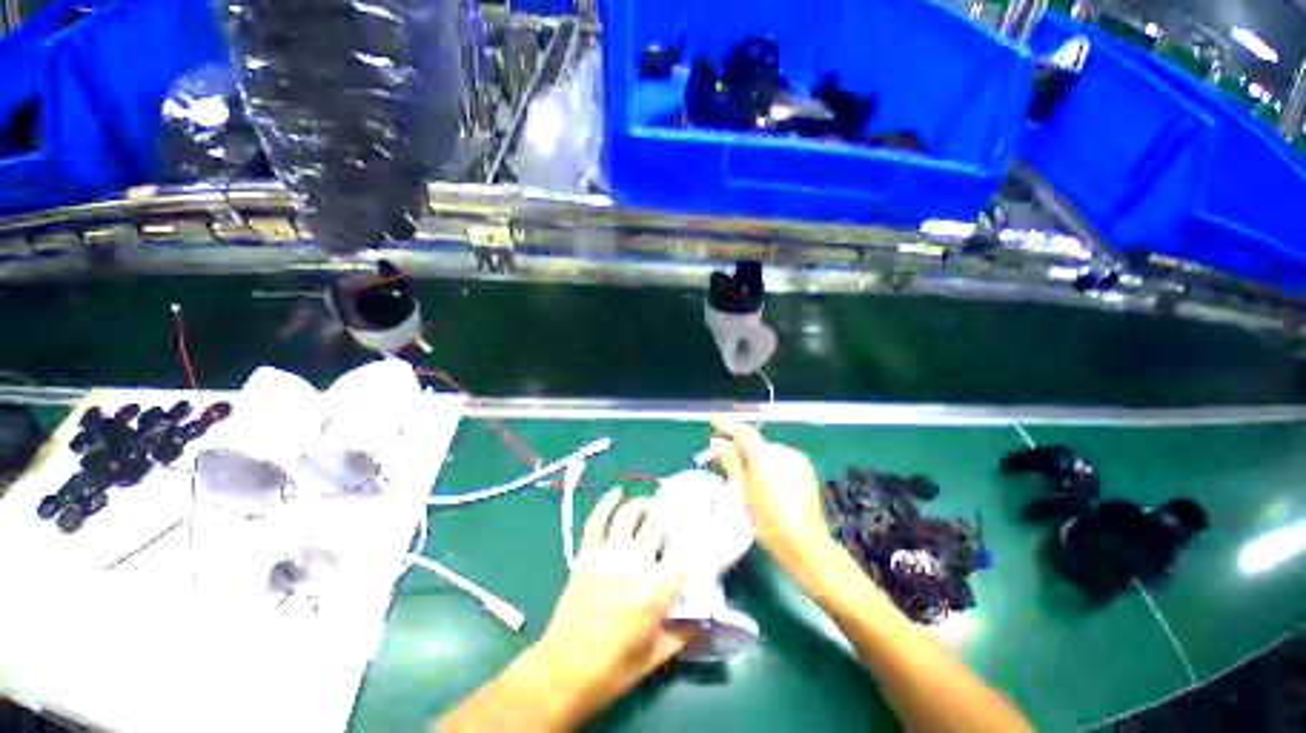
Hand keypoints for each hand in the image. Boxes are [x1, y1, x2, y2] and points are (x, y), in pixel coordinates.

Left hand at [439, 488, 692, 732]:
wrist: (564, 671)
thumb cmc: (613, 669)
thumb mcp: (655, 657)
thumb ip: (683, 633)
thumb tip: (704, 616)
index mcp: (654, 591)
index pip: (682, 556)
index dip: (691, 546)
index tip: (695, 541)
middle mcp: (633, 565)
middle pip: (656, 525)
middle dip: (666, 516)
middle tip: (671, 516)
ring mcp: (607, 555)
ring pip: (627, 515)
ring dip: (641, 505)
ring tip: (648, 504)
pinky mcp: (586, 555)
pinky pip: (596, 521)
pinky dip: (606, 503)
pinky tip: (616, 492)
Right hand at [709, 417, 833, 567]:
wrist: (805, 543)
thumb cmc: (767, 520)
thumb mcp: (742, 491)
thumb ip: (730, 462)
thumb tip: (718, 442)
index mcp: (764, 455)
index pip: (742, 431)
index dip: (726, 424)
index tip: (713, 419)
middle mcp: (782, 451)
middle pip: (755, 442)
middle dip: (740, 447)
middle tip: (724, 457)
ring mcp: (796, 459)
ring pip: (768, 451)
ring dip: (756, 457)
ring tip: (747, 477)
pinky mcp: (806, 468)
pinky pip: (781, 459)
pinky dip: (770, 464)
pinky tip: (767, 483)